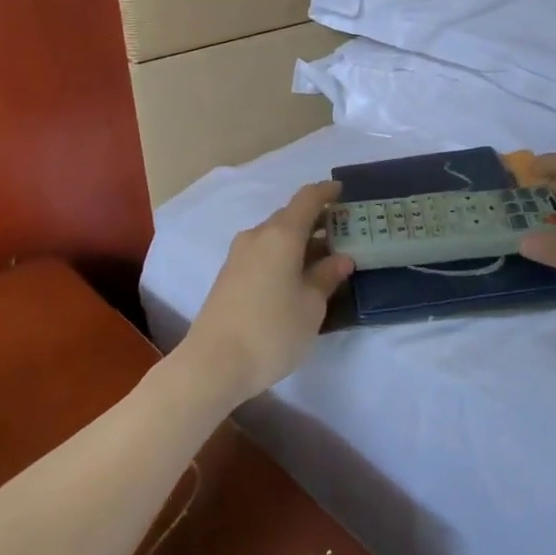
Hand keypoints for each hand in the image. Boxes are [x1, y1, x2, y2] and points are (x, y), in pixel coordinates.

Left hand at [178, 181, 354, 405]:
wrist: (212, 363)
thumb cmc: (272, 331)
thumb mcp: (311, 306)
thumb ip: (326, 277)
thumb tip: (341, 258)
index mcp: (281, 235)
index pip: (307, 199)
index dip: (326, 192)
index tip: (343, 191)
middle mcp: (257, 235)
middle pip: (289, 216)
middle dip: (316, 220)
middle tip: (342, 231)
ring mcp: (239, 255)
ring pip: (275, 236)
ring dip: (299, 240)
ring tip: (324, 256)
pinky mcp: (230, 274)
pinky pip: (263, 251)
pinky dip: (284, 254)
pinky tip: (297, 274)